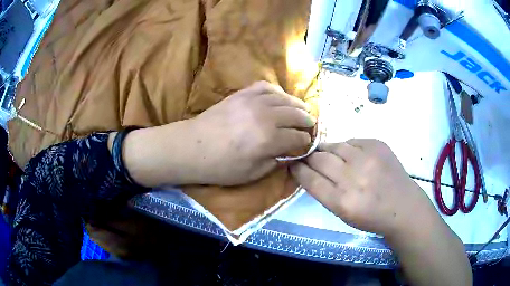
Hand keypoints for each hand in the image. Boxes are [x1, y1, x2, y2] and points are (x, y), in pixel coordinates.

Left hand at [188, 81, 313, 184]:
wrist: (193, 148)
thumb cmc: (221, 166)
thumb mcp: (252, 174)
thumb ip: (275, 163)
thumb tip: (289, 154)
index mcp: (269, 139)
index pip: (297, 137)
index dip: (305, 141)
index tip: (306, 144)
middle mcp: (266, 116)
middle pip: (296, 114)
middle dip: (306, 121)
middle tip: (310, 125)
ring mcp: (253, 101)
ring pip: (284, 98)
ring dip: (297, 104)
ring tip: (302, 110)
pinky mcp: (242, 94)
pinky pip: (266, 87)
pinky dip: (277, 91)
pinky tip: (280, 98)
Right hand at [290, 139, 435, 236]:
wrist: (403, 206)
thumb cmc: (371, 217)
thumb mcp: (342, 214)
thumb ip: (324, 192)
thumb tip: (308, 170)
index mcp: (342, 201)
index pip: (310, 179)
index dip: (297, 169)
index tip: (292, 164)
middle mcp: (353, 177)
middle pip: (319, 159)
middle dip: (308, 158)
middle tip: (306, 158)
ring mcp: (367, 158)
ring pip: (334, 146)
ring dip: (326, 150)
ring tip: (327, 155)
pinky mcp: (377, 144)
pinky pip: (351, 141)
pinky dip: (346, 148)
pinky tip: (350, 155)